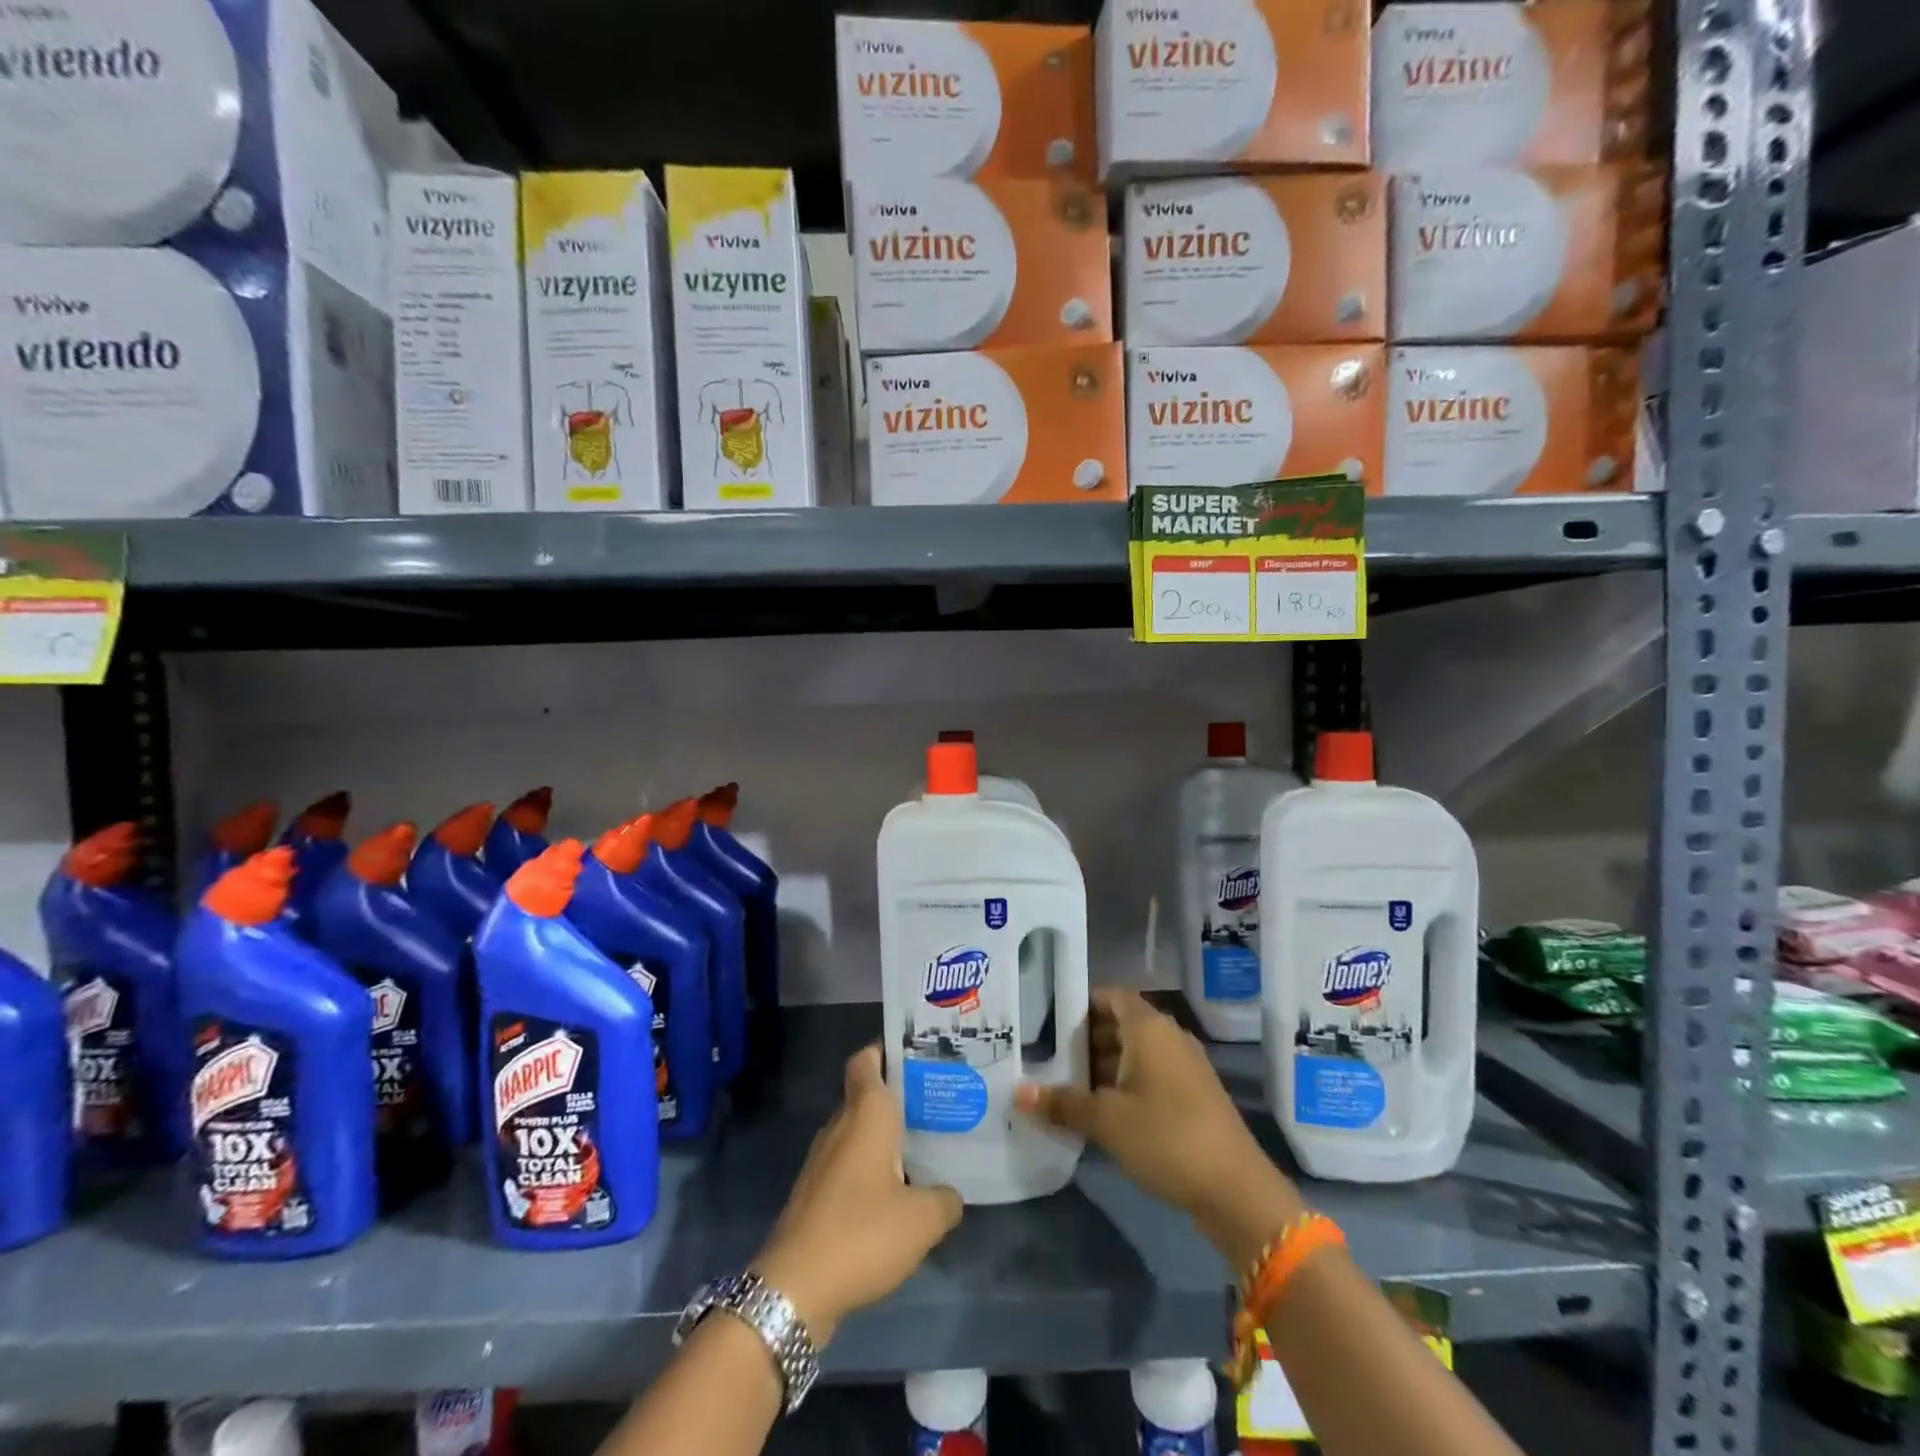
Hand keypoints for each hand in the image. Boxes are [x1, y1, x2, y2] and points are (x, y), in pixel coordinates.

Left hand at [751, 1045, 962, 1344]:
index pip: (867, 1060)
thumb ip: (945, 1200)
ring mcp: (823, 1159)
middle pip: (867, 1094)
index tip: (918, 1053)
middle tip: (938, 1100)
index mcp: (866, 1112)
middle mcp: (841, 1125)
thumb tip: (951, 1194)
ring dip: (887, 1135)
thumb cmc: (861, 1234)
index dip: (888, 1049)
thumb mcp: (922, 1220)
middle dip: (900, 1094)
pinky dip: (873, 1167)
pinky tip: (899, 1191)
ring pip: (859, 1131)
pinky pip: (850, 1163)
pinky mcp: (816, 1192)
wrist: (794, 1289)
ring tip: (927, 1143)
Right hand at [1014, 990, 1302, 1264]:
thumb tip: (1018, 1094)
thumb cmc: (1165, 1136)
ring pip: (1134, 1052)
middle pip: (1119, 1023)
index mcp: (1148, 1027)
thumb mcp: (1106, 1120)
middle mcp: (1168, 1036)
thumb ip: (1062, 1103)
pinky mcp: (1193, 1094)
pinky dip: (1124, 1084)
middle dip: (1084, 1040)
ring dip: (1103, 1066)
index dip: (1078, 1004)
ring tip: (1066, 1087)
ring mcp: (1184, 1066)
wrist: (1236, 1189)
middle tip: (1046, 1058)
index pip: (1108, 996)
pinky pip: (1150, 1075)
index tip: (1046, 1021)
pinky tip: (1100, 1112)